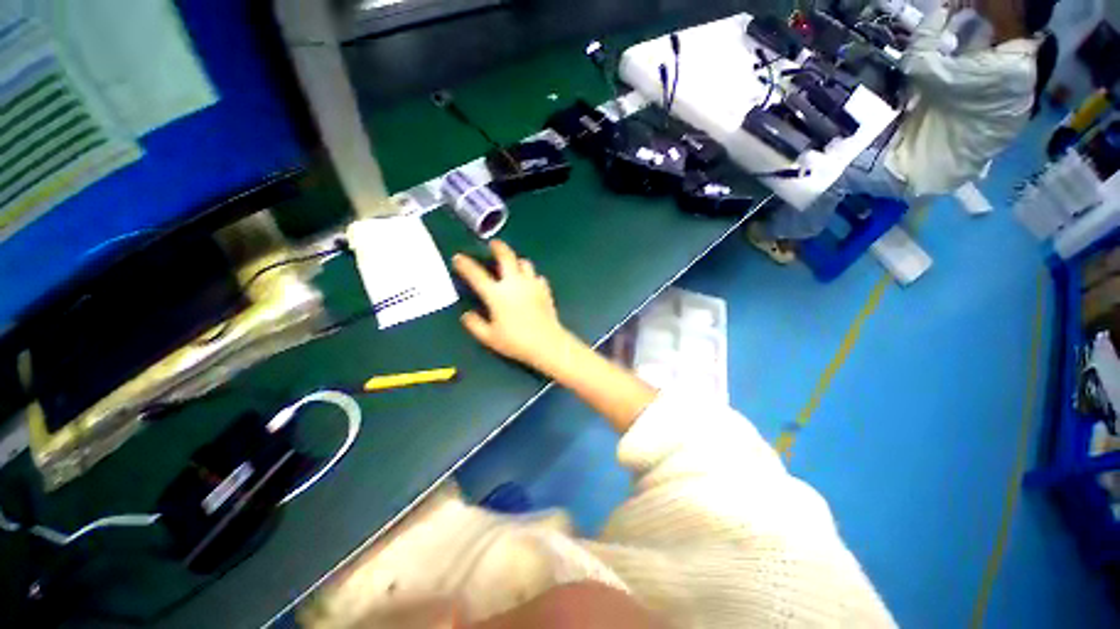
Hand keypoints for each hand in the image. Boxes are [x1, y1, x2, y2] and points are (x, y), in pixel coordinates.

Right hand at [452, 240, 572, 372]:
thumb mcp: (489, 338)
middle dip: (498, 247)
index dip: (465, 264)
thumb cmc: (516, 341)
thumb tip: (466, 315)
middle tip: (493, 244)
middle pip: (506, 256)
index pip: (476, 274)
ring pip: (525, 263)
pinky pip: (537, 276)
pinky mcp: (545, 290)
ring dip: (517, 261)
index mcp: (497, 294)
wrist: (547, 343)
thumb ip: (475, 325)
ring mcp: (532, 284)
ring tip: (513, 265)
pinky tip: (529, 284)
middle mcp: (514, 283)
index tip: (458, 258)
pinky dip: (531, 276)